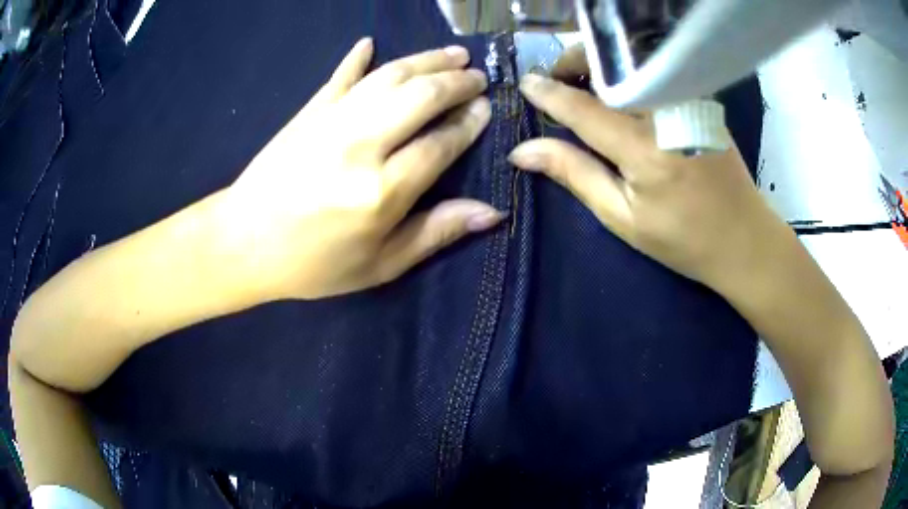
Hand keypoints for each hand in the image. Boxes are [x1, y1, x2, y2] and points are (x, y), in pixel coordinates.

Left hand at [219, 38, 502, 299]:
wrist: (243, 243)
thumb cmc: (314, 264)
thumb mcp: (380, 265)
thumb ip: (435, 233)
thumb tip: (491, 213)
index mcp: (381, 191)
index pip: (441, 143)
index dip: (468, 123)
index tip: (487, 109)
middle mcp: (360, 145)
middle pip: (420, 97)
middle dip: (456, 82)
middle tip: (478, 76)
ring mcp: (331, 121)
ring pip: (389, 77)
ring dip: (425, 60)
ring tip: (453, 53)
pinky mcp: (308, 112)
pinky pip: (340, 76)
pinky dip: (357, 58)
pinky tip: (370, 43)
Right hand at [509, 72, 790, 294]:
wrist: (745, 239)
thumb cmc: (684, 240)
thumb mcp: (624, 219)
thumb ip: (576, 175)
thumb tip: (523, 152)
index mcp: (645, 151)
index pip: (584, 108)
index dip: (549, 93)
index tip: (524, 84)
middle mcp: (667, 115)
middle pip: (610, 68)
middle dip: (576, 63)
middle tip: (555, 80)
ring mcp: (688, 103)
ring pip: (632, 65)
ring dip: (601, 65)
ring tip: (581, 84)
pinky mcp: (700, 101)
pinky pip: (653, 74)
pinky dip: (627, 74)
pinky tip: (618, 92)